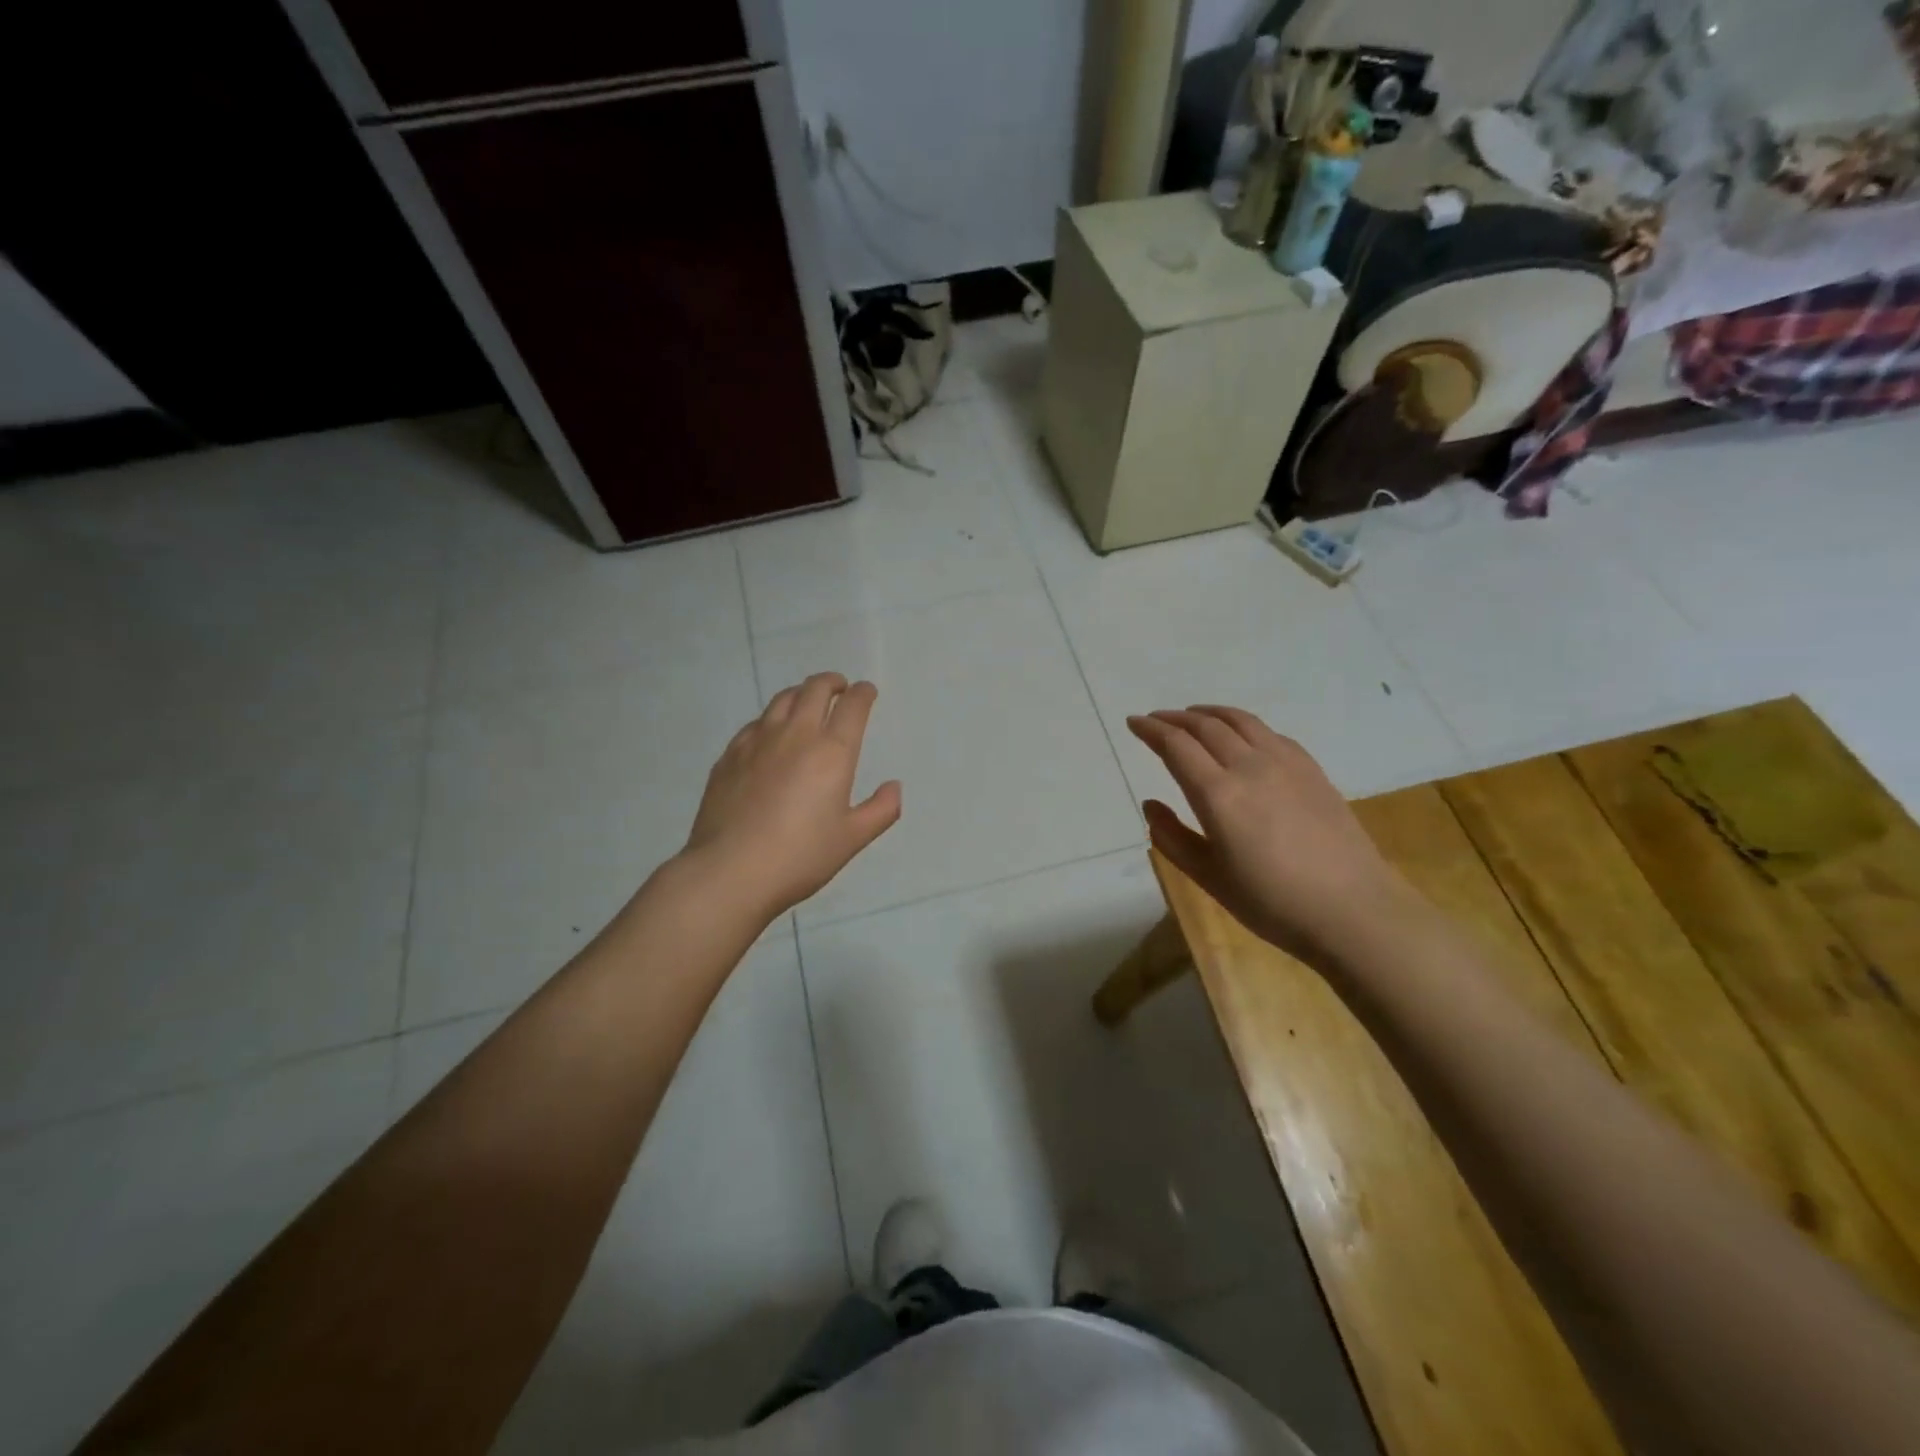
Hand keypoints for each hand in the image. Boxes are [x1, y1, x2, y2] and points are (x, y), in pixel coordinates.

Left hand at [683, 673, 901, 918]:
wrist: (730, 870)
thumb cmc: (800, 856)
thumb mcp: (852, 839)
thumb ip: (881, 810)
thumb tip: (894, 786)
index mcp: (832, 752)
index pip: (852, 706)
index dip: (863, 693)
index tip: (867, 692)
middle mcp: (796, 735)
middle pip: (815, 689)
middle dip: (832, 683)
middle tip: (839, 688)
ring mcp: (757, 741)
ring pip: (782, 699)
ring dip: (801, 693)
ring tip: (807, 701)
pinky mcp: (730, 755)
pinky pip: (755, 723)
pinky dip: (771, 719)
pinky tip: (770, 734)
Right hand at [1126, 706, 1408, 965]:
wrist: (1353, 910)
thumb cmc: (1272, 902)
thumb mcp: (1209, 878)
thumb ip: (1172, 837)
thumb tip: (1150, 804)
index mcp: (1217, 794)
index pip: (1175, 746)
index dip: (1151, 730)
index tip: (1133, 722)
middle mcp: (1249, 767)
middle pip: (1205, 727)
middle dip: (1174, 718)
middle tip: (1155, 719)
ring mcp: (1285, 763)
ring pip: (1240, 721)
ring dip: (1209, 713)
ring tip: (1192, 715)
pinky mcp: (1311, 769)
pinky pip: (1269, 733)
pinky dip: (1243, 724)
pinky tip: (1241, 735)